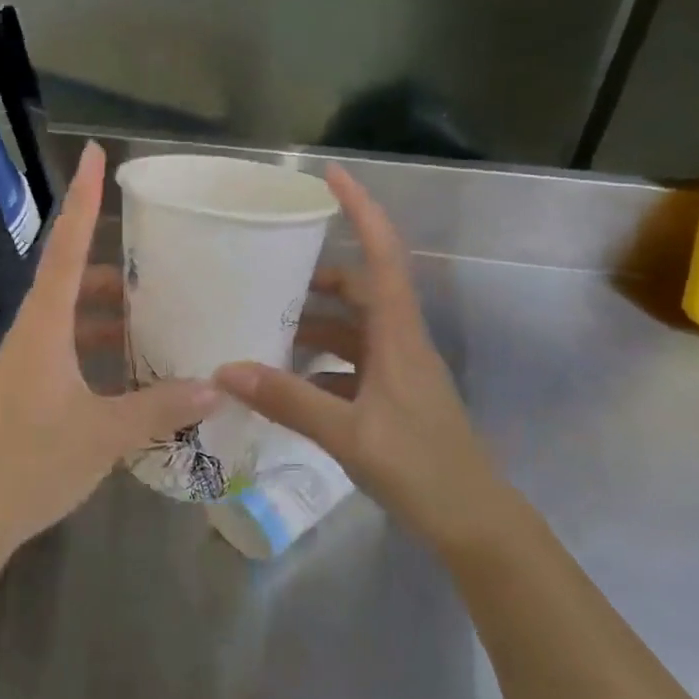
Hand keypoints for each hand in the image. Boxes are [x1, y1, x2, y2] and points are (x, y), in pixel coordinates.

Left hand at [0, 143, 218, 561]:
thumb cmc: (30, 462)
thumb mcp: (104, 434)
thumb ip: (159, 409)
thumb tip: (215, 387)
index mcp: (45, 326)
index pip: (67, 246)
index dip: (82, 199)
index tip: (94, 155)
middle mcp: (33, 334)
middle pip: (71, 280)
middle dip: (112, 267)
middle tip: (159, 261)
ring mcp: (26, 365)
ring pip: (71, 320)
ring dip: (107, 314)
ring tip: (155, 315)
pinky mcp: (26, 393)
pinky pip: (68, 353)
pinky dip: (99, 351)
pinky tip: (131, 373)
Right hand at [214, 165, 513, 552]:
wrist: (474, 523)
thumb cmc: (421, 468)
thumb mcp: (348, 433)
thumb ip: (287, 399)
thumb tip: (224, 369)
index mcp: (399, 335)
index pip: (383, 254)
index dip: (361, 209)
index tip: (331, 175)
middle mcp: (400, 342)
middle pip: (361, 288)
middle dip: (318, 274)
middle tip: (269, 270)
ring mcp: (397, 370)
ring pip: (351, 329)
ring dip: (313, 324)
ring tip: (264, 326)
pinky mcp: (391, 397)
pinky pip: (348, 364)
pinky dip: (317, 364)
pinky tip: (284, 381)